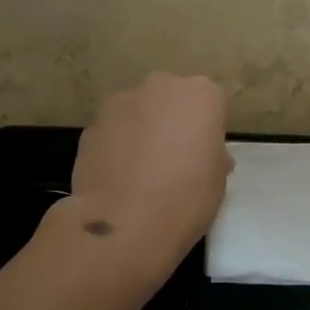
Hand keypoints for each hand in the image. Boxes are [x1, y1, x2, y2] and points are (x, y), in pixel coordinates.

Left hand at [68, 73, 231, 265]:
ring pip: (137, 111)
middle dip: (171, 121)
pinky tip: (116, 177)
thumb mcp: (217, 180)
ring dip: (140, 130)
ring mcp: (121, 101)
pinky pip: (112, 130)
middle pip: (170, 98)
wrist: (125, 223)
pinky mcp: (92, 123)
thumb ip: (211, 154)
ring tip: (138, 171)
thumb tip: (203, 154)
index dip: (205, 130)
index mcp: (201, 95)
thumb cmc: (186, 198)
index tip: (201, 155)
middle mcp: (161, 86)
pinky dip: (115, 145)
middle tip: (171, 158)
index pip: (209, 103)